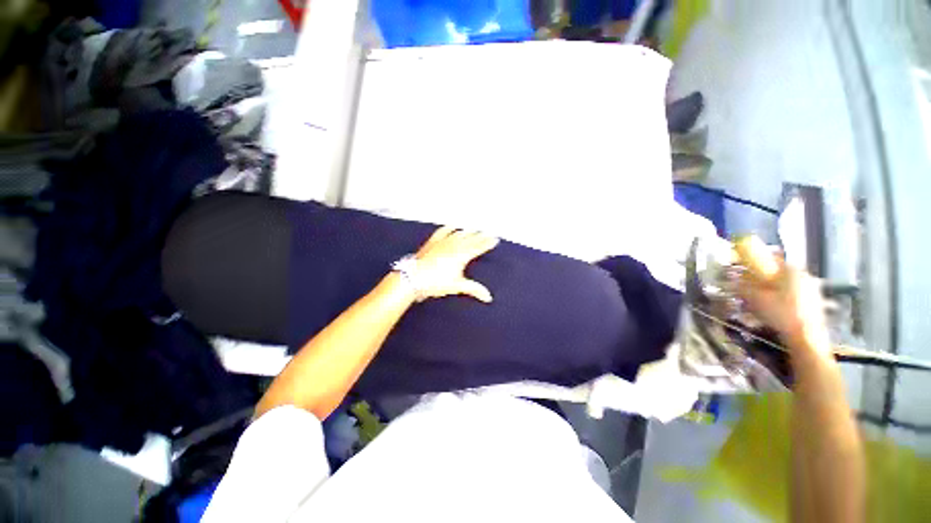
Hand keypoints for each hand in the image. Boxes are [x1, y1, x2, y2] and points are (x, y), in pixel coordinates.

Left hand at [411, 226, 499, 302]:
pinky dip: (450, 228)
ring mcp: (443, 241)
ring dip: (468, 231)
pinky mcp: (433, 241)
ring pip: (459, 233)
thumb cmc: (436, 282)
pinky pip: (443, 231)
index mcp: (462, 255)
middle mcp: (454, 245)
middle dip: (480, 235)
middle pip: (471, 238)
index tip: (495, 239)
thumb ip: (474, 289)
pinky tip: (453, 226)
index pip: (479, 247)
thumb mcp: (457, 286)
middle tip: (487, 232)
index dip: (487, 243)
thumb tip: (488, 297)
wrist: (413, 277)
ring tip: (474, 229)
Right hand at [734, 236, 830, 354]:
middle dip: (762, 279)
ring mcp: (812, 290)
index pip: (771, 257)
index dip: (755, 262)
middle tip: (748, 289)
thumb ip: (742, 287)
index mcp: (791, 269)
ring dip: (770, 290)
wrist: (807, 339)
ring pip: (785, 284)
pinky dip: (780, 299)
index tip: (743, 270)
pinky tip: (772, 311)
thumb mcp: (755, 299)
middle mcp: (804, 275)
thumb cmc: (781, 314)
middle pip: (778, 272)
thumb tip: (731, 280)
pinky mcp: (814, 303)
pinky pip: (792, 295)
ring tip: (758, 303)